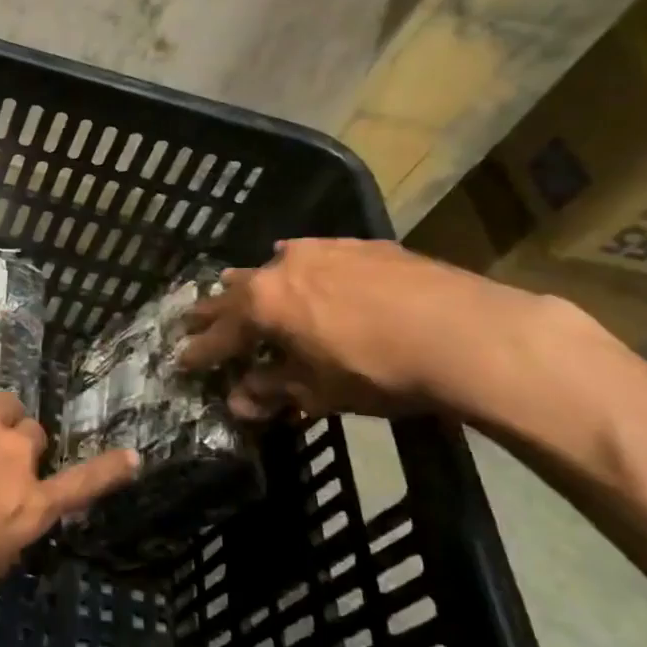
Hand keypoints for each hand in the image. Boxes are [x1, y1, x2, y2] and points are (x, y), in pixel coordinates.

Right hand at [179, 238, 562, 419]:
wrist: (464, 332)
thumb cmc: (379, 370)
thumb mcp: (320, 390)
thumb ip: (273, 390)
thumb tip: (239, 402)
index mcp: (265, 304)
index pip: (220, 332)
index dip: (200, 350)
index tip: (181, 360)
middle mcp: (282, 267)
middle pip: (237, 291)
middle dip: (216, 310)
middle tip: (195, 319)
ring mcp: (322, 250)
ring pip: (273, 266)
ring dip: (254, 283)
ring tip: (238, 286)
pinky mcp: (359, 245)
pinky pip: (312, 254)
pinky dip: (297, 267)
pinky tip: (301, 266)